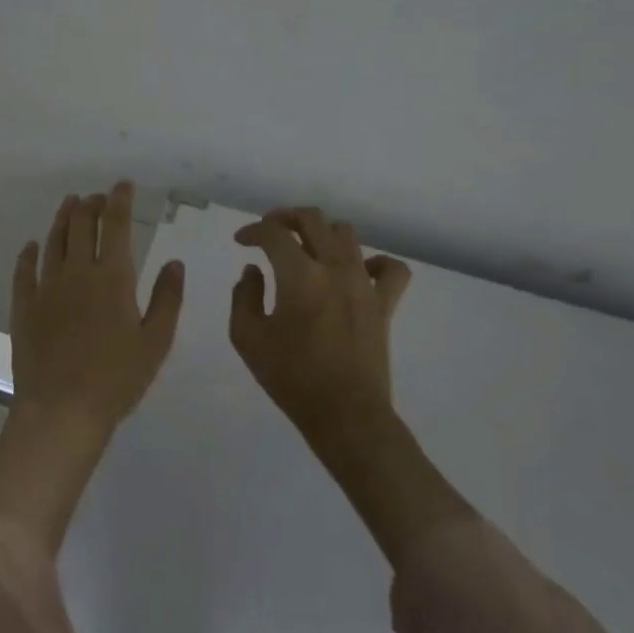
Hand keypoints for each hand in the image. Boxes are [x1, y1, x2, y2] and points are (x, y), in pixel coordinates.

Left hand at [0, 183, 184, 551]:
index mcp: (112, 277)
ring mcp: (46, 288)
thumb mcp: (156, 341)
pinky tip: (30, 247)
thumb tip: (175, 262)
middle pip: (80, 226)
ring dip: (62, 219)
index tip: (122, 185)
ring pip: (53, 242)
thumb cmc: (118, 378)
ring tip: (68, 204)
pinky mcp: (24, 307)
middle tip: (96, 197)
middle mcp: (77, 273)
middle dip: (90, 205)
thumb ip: (167, 297)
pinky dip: (28, 255)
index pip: (115, 225)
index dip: (119, 201)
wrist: (62, 410)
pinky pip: (24, 272)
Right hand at [229, 207, 411, 449]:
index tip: (241, 241)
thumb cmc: (291, 378)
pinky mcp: (384, 304)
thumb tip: (253, 271)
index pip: (273, 233)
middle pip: (312, 219)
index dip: (253, 230)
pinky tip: (359, 271)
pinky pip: (391, 270)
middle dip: (286, 217)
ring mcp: (364, 284)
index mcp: (299, 275)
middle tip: (270, 231)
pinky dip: (375, 262)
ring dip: (322, 233)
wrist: (345, 415)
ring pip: (347, 234)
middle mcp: (334, 268)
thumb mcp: (248, 339)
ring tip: (308, 247)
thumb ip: (244, 297)